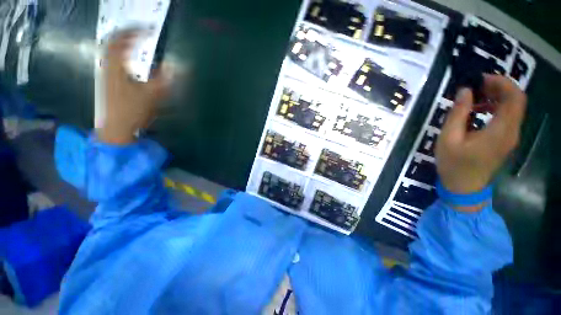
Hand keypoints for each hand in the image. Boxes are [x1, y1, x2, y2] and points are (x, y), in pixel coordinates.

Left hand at [99, 30, 170, 144]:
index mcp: (116, 67)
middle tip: (141, 33)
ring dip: (122, 43)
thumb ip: (164, 80)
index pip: (121, 40)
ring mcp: (107, 74)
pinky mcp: (109, 82)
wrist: (116, 127)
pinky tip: (129, 59)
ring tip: (135, 41)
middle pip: (112, 42)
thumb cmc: (131, 110)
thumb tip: (177, 67)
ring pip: (111, 51)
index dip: (134, 31)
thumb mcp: (150, 95)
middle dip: (127, 34)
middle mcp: (108, 66)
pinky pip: (113, 61)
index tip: (149, 29)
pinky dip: (121, 54)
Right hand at [436, 75, 526, 197]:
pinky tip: (478, 111)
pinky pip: (507, 117)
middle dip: (498, 87)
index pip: (515, 98)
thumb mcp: (448, 138)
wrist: (463, 187)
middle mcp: (512, 131)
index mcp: (500, 130)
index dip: (502, 82)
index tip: (480, 79)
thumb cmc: (453, 164)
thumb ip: (458, 114)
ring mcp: (510, 136)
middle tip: (475, 86)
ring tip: (474, 97)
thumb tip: (465, 90)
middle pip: (516, 100)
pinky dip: (495, 108)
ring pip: (513, 108)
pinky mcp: (505, 140)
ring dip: (496, 97)